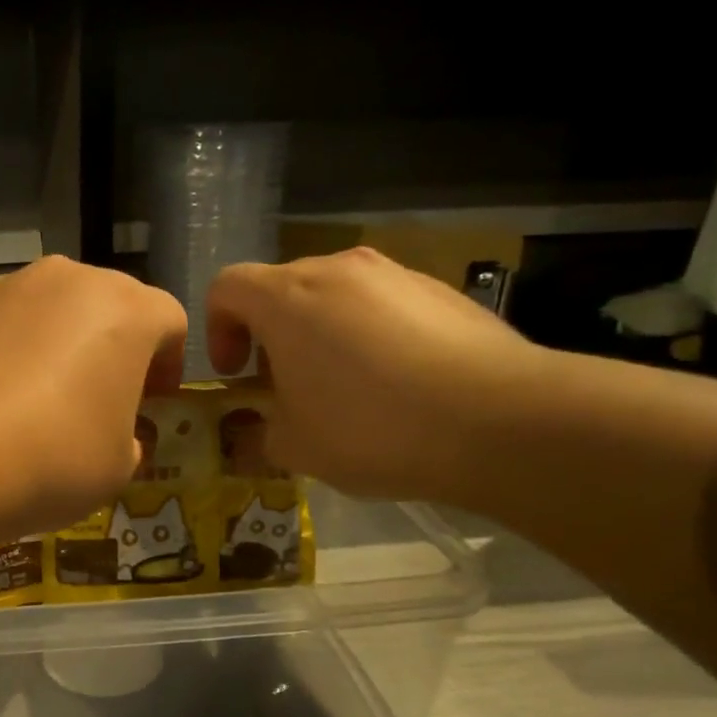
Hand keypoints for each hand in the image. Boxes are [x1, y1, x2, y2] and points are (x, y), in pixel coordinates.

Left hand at [0, 256, 186, 537]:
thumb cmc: (55, 459)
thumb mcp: (119, 467)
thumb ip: (130, 438)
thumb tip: (117, 433)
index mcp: (125, 310)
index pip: (169, 320)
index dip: (169, 363)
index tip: (153, 402)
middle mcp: (67, 279)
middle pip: (104, 304)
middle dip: (109, 346)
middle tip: (94, 397)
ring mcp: (3, 286)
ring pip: (44, 308)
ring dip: (51, 342)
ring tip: (29, 399)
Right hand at [207, 247, 546, 501]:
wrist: (499, 420)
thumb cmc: (371, 428)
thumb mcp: (293, 446)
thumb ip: (260, 430)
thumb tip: (264, 427)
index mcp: (288, 298)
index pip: (227, 286)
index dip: (218, 329)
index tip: (236, 374)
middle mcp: (339, 270)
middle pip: (282, 288)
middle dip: (270, 335)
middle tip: (285, 387)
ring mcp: (396, 274)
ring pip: (335, 296)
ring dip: (321, 334)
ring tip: (345, 388)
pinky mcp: (442, 290)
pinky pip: (383, 306)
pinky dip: (370, 335)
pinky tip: (397, 384)